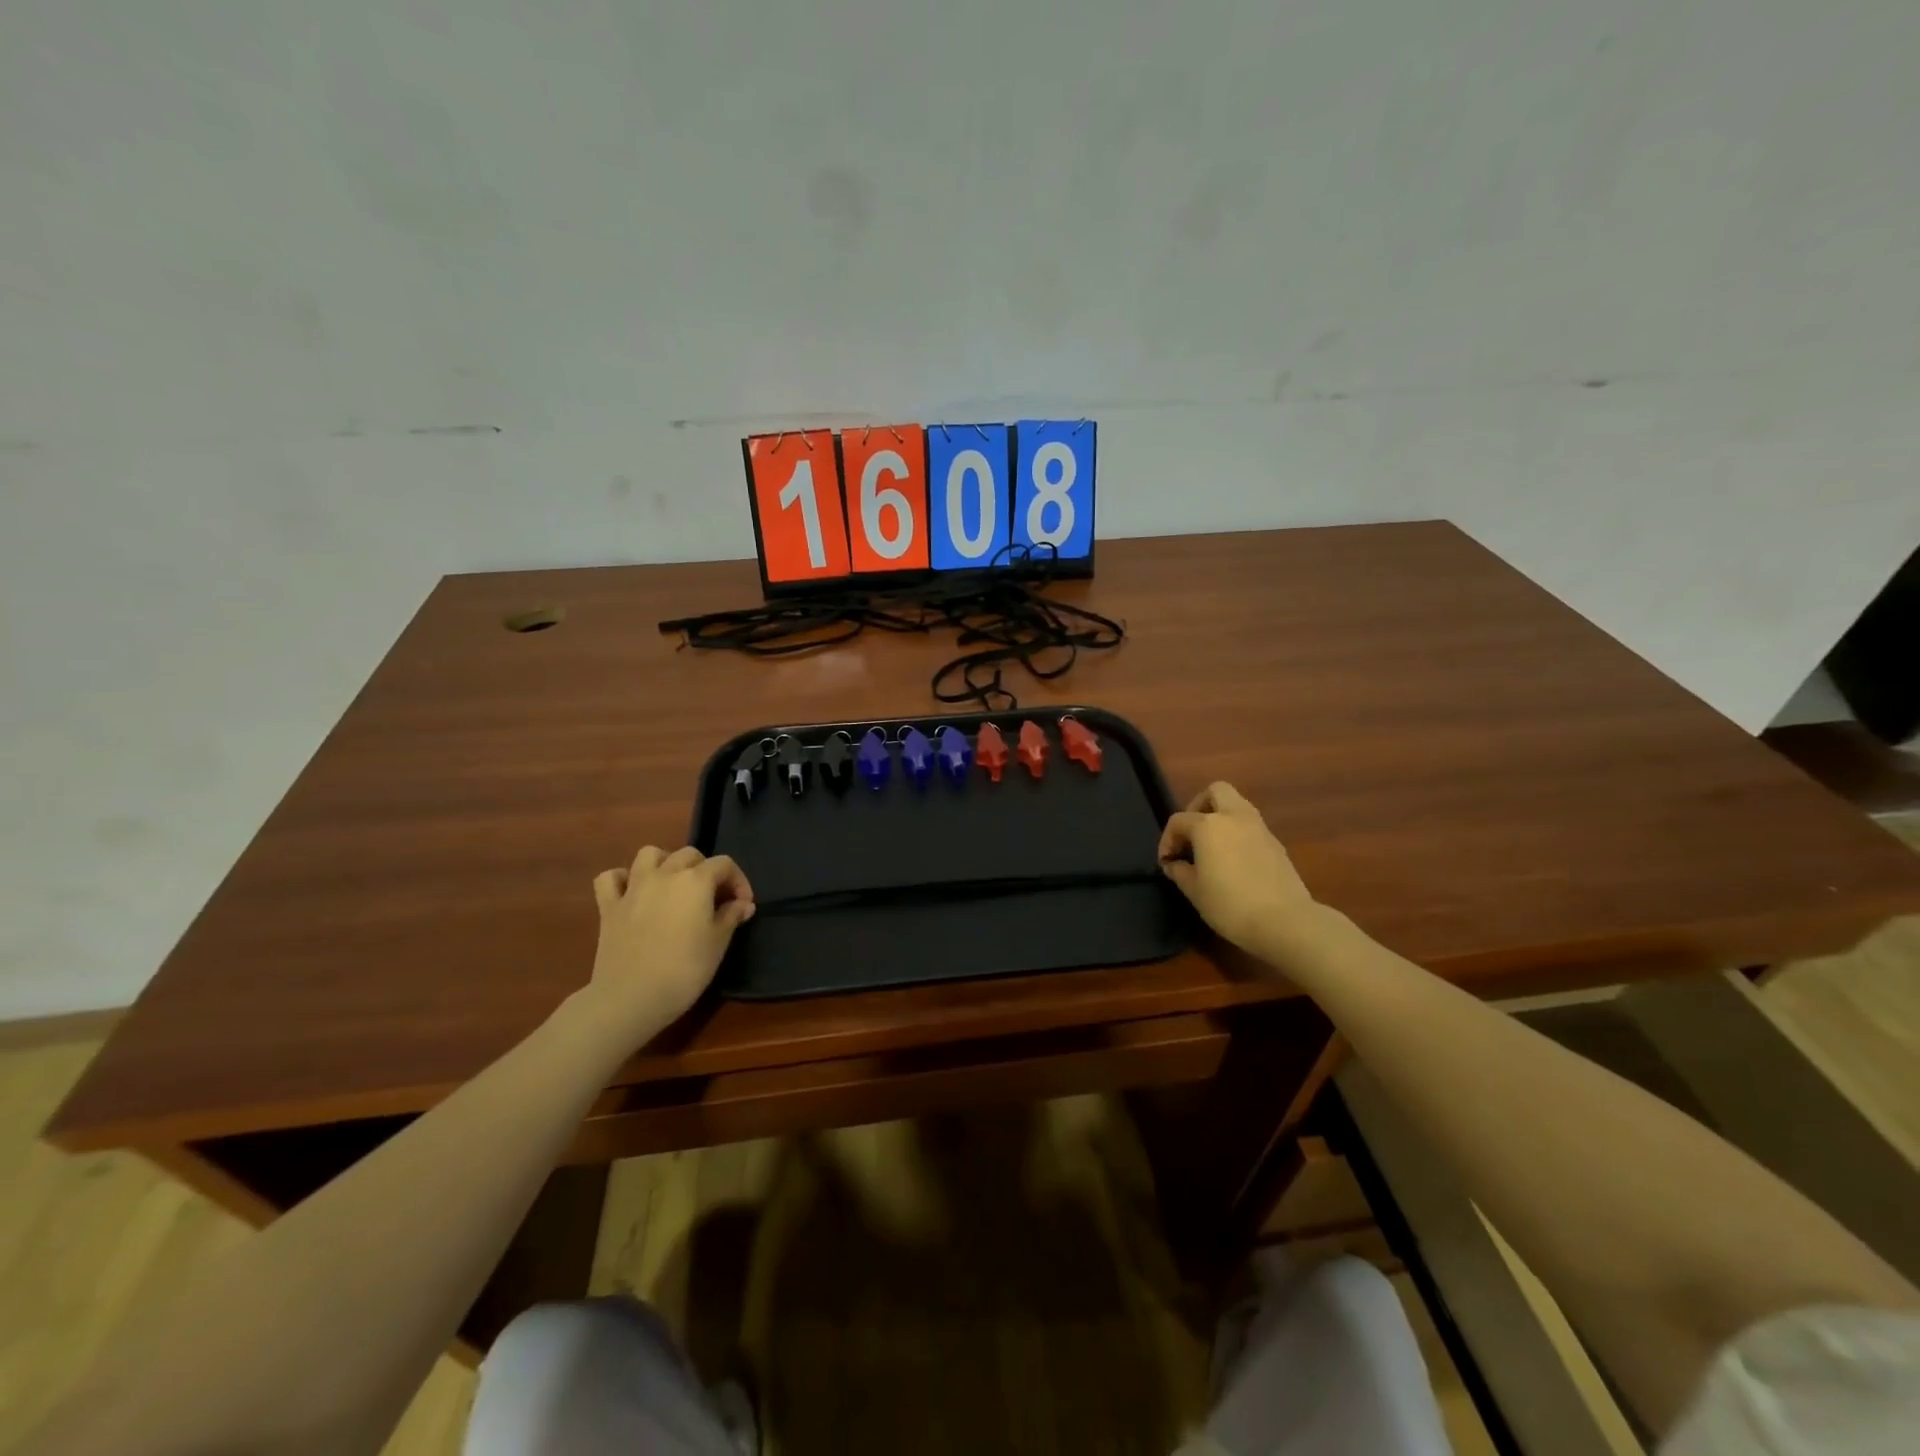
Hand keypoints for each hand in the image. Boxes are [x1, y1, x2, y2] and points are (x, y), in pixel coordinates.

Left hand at [589, 846, 754, 1037]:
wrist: (631, 998)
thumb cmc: (684, 970)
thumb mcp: (718, 944)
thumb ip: (731, 917)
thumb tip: (743, 904)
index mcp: (695, 881)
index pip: (724, 865)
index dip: (738, 881)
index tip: (743, 905)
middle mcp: (664, 874)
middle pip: (689, 855)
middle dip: (705, 870)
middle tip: (711, 897)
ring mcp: (633, 888)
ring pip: (649, 854)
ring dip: (664, 862)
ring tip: (673, 884)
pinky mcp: (608, 906)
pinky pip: (611, 878)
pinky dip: (622, 879)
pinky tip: (632, 892)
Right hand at [1158, 782, 1315, 956]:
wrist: (1285, 921)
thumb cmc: (1229, 905)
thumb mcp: (1194, 891)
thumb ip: (1179, 871)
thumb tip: (1173, 864)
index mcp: (1209, 825)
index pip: (1179, 820)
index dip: (1167, 840)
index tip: (1166, 862)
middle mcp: (1234, 817)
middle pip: (1215, 791)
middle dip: (1199, 806)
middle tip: (1191, 834)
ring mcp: (1259, 828)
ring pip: (1237, 805)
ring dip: (1221, 818)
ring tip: (1211, 847)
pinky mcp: (1276, 844)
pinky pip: (1251, 826)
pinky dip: (1238, 833)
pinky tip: (1233, 860)